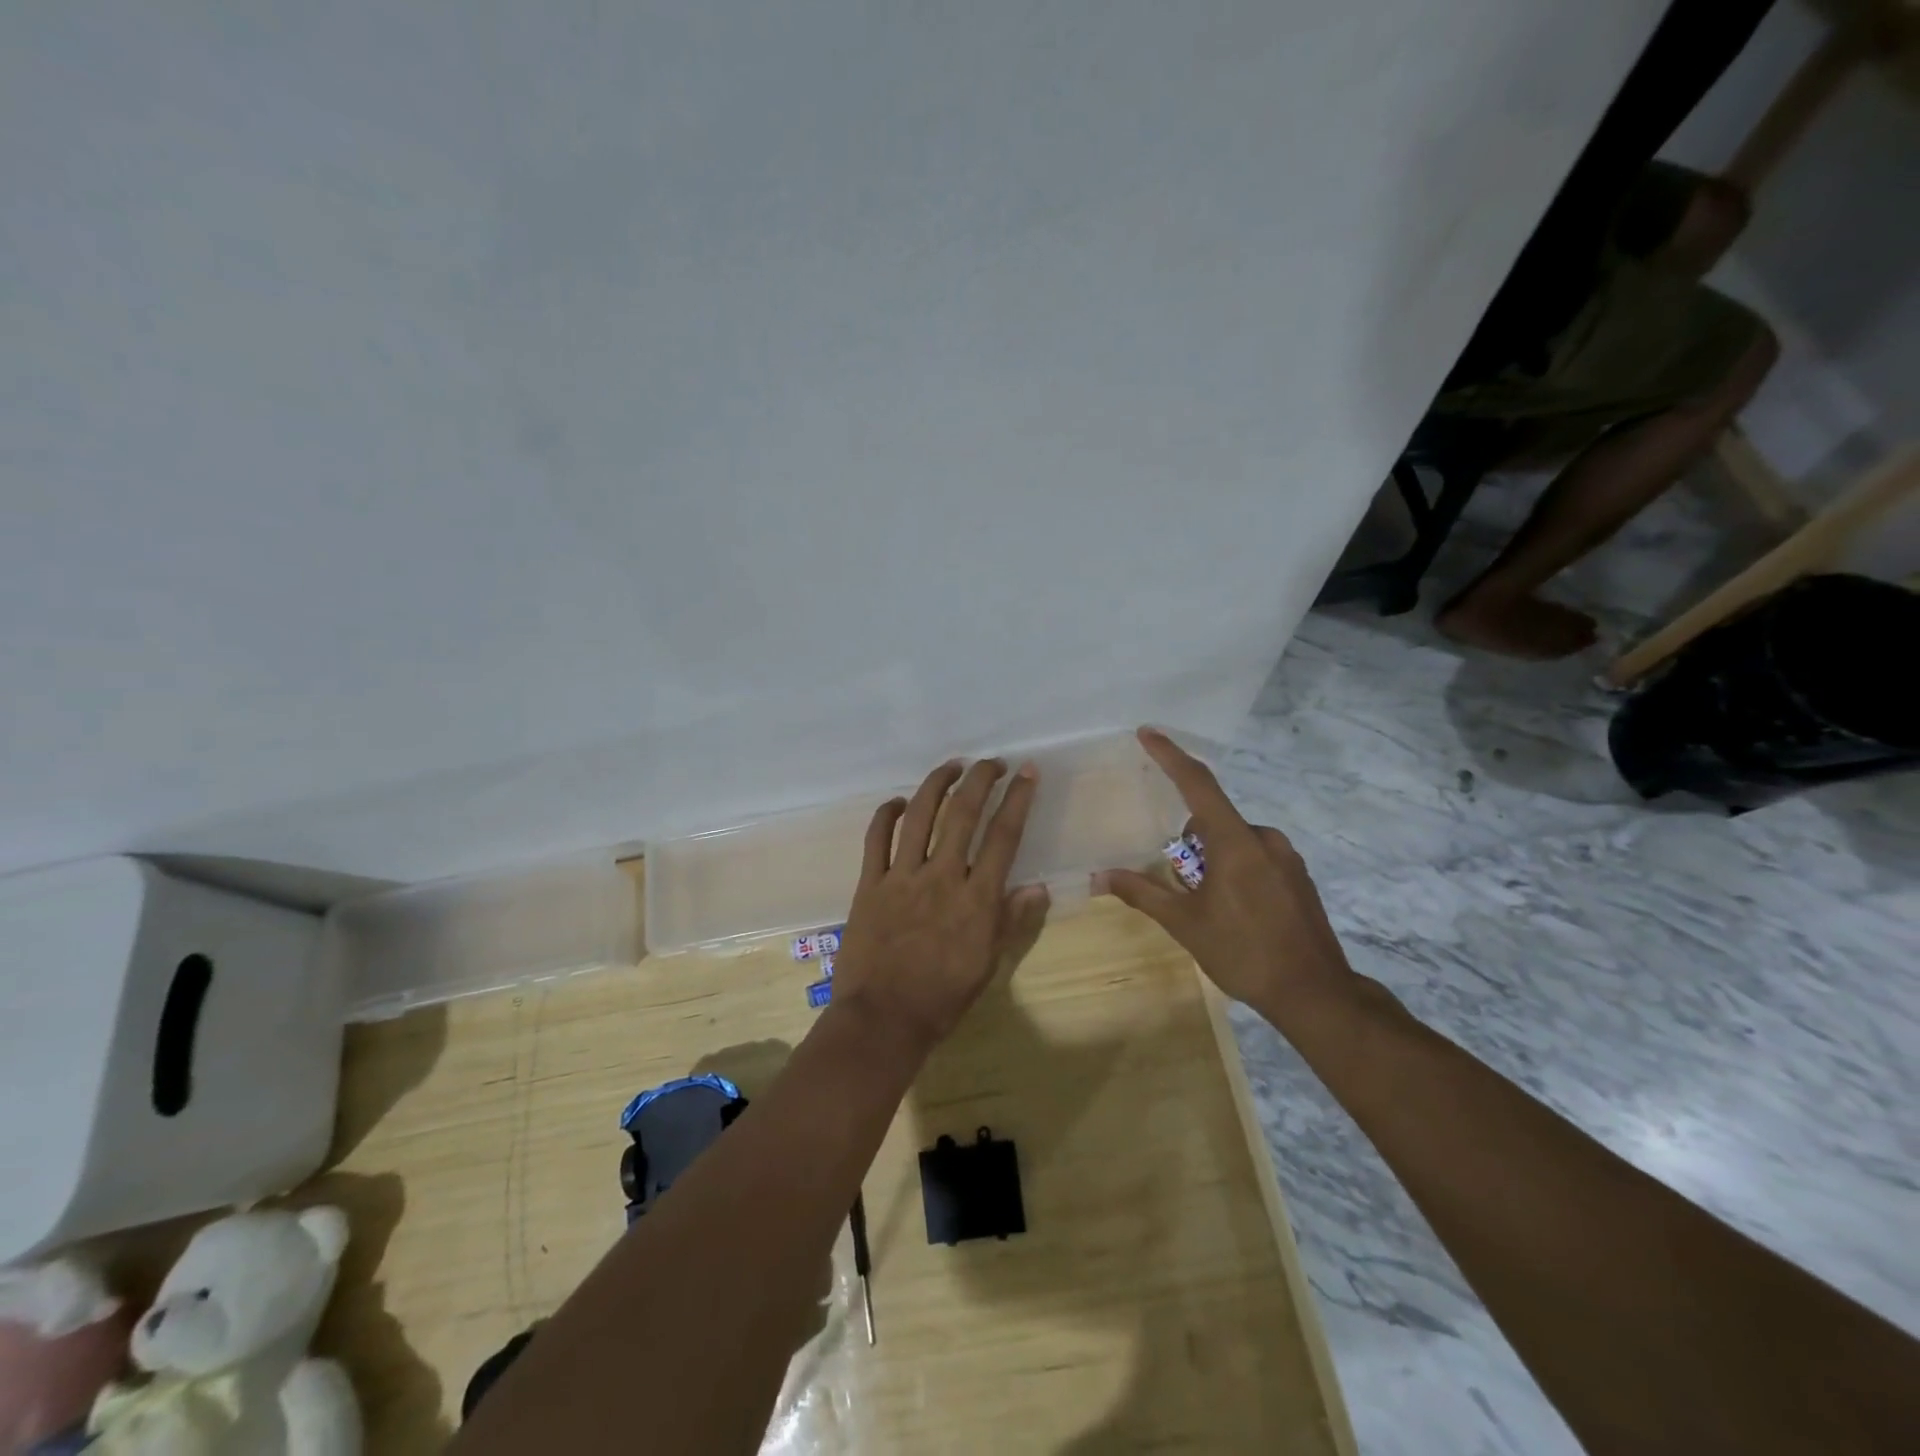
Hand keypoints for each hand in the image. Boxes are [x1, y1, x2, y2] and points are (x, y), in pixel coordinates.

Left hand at [833, 758, 1048, 1054]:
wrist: (883, 1020)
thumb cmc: (943, 998)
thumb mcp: (989, 964)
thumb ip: (1011, 921)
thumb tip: (1037, 887)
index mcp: (976, 898)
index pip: (1003, 836)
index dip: (1018, 799)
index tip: (1027, 772)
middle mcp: (941, 877)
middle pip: (963, 813)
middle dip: (981, 779)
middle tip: (993, 762)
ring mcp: (901, 877)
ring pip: (919, 815)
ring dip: (937, 784)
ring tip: (952, 766)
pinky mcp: (869, 884)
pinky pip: (876, 839)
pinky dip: (886, 814)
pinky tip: (897, 801)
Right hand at [1099, 727, 1354, 1022]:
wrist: (1316, 993)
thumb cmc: (1244, 953)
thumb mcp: (1184, 924)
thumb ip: (1142, 893)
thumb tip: (1098, 877)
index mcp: (1234, 842)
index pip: (1197, 785)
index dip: (1171, 756)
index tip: (1148, 733)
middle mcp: (1263, 838)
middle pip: (1212, 821)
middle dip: (1189, 843)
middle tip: (1180, 885)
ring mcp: (1286, 857)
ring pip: (1234, 841)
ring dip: (1212, 859)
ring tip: (1209, 906)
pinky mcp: (1298, 876)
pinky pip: (1255, 856)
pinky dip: (1235, 870)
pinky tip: (1237, 912)